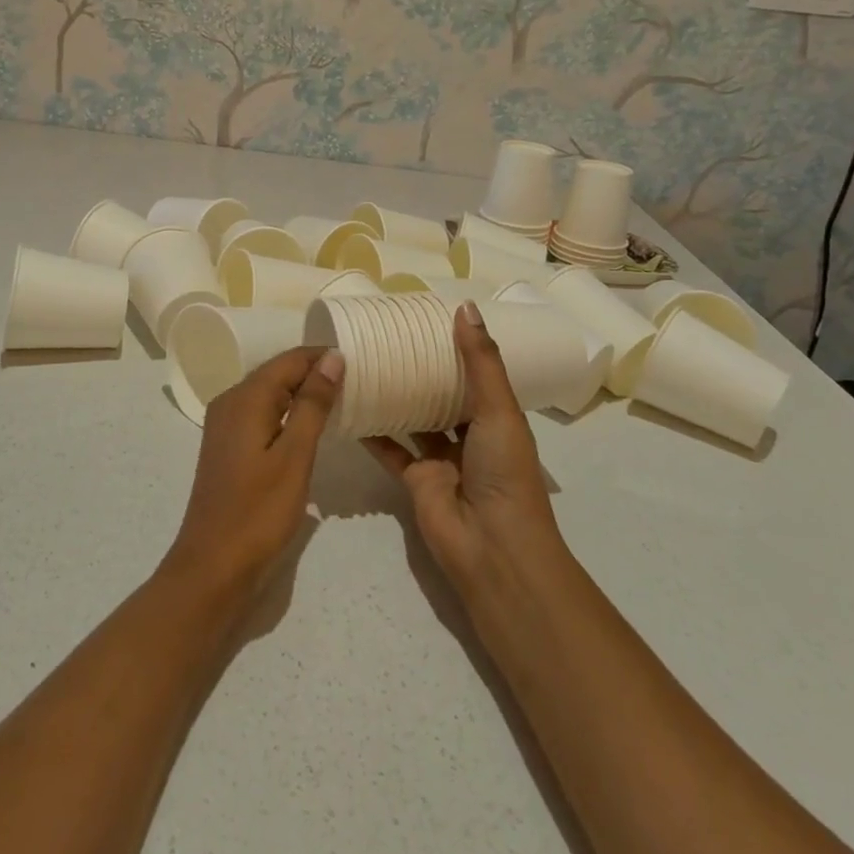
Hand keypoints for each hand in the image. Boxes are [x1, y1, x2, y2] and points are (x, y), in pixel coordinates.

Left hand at [163, 347, 342, 597]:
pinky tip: (310, 428)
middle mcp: (230, 401)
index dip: (324, 357)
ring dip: (303, 394)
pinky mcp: (228, 446)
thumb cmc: (259, 511)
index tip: (361, 363)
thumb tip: (332, 357)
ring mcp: (225, 424)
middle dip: (315, 373)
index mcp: (245, 397)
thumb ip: (313, 403)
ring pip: (270, 394)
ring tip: (343, 401)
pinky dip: (288, 414)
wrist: (213, 567)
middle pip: (278, 373)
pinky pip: (262, 414)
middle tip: (359, 382)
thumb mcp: (294, 456)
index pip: (290, 360)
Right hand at [363, 303, 565, 590]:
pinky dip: (372, 430)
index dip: (457, 348)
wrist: (492, 547)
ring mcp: (440, 459)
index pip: (476, 374)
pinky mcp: (413, 480)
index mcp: (497, 418)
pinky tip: (350, 404)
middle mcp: (469, 436)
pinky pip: (389, 448)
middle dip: (422, 370)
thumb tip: (465, 306)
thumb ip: (480, 361)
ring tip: (366, 361)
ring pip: (414, 419)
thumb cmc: (504, 472)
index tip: (428, 319)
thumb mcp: (499, 409)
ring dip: (396, 395)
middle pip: (443, 395)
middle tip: (390, 335)